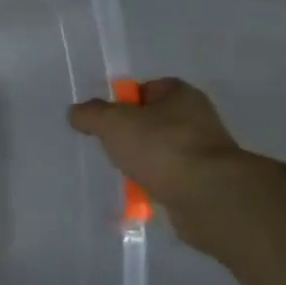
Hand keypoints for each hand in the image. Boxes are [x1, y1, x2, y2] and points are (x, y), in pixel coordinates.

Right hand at [70, 79, 242, 211]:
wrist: (207, 196)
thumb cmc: (160, 147)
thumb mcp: (112, 122)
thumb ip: (90, 113)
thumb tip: (77, 113)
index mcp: (181, 95)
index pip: (146, 88)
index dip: (123, 101)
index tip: (106, 120)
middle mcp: (198, 118)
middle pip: (152, 121)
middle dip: (129, 135)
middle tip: (110, 147)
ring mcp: (205, 151)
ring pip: (160, 151)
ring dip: (142, 162)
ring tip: (124, 173)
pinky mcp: (206, 181)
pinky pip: (170, 178)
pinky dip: (154, 184)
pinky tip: (141, 192)